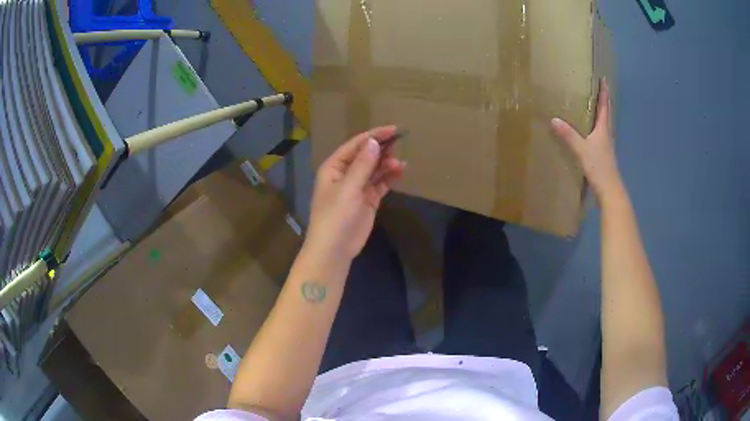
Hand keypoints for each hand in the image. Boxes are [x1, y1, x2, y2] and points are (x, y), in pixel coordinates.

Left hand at [305, 125, 405, 262]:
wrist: (334, 249)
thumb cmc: (335, 216)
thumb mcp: (348, 188)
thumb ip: (363, 165)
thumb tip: (375, 142)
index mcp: (334, 167)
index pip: (356, 145)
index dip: (374, 135)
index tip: (394, 129)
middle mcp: (345, 174)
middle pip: (366, 155)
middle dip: (382, 149)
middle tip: (400, 144)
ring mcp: (357, 187)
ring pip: (374, 169)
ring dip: (386, 163)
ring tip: (400, 162)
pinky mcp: (367, 200)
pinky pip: (380, 184)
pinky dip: (389, 177)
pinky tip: (400, 170)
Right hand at [551, 80, 624, 202]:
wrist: (609, 189)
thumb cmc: (599, 166)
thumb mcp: (581, 150)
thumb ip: (568, 135)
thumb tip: (553, 119)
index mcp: (603, 129)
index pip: (604, 106)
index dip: (604, 92)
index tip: (604, 79)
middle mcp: (607, 134)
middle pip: (607, 113)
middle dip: (604, 100)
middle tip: (601, 88)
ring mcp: (607, 145)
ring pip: (605, 123)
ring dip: (602, 112)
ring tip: (596, 105)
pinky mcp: (604, 154)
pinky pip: (601, 134)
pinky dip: (598, 126)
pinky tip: (592, 130)